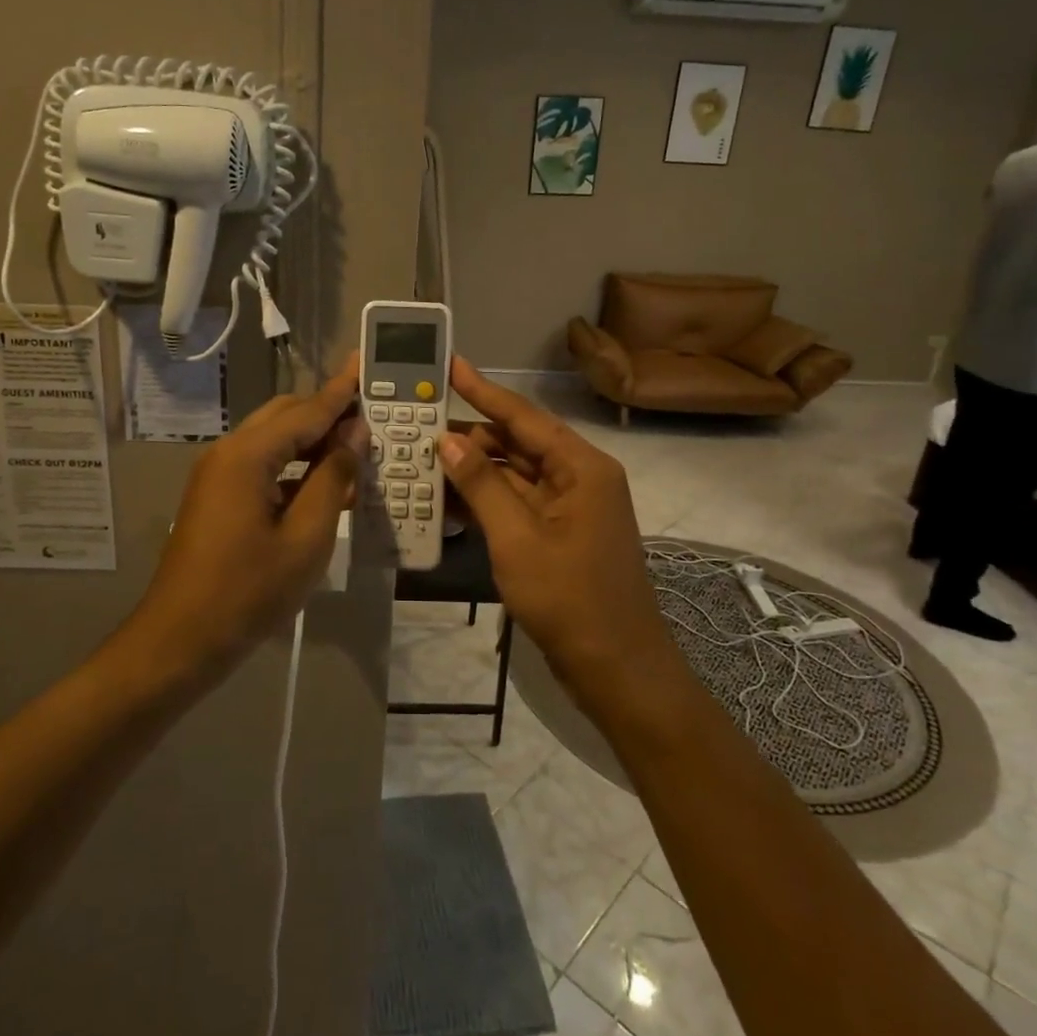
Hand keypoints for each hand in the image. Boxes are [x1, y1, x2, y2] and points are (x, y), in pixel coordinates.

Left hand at [137, 360, 366, 673]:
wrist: (181, 640)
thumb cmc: (249, 591)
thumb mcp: (306, 537)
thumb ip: (332, 477)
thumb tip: (352, 434)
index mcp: (248, 455)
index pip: (306, 411)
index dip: (341, 391)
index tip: (366, 364)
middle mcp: (228, 452)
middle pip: (285, 417)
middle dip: (328, 414)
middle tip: (371, 416)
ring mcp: (217, 475)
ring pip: (273, 441)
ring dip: (312, 442)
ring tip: (356, 450)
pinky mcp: (216, 497)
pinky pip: (262, 466)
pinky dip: (294, 468)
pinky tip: (324, 485)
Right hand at [438, 358, 671, 688]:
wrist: (617, 670)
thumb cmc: (570, 600)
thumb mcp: (517, 539)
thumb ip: (482, 484)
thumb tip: (447, 439)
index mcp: (582, 467)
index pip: (524, 417)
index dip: (484, 390)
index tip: (451, 365)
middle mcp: (579, 477)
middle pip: (518, 444)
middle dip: (470, 437)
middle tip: (419, 425)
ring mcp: (570, 507)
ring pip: (515, 475)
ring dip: (474, 470)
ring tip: (423, 458)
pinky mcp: (560, 533)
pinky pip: (518, 503)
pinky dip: (487, 500)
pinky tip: (448, 499)